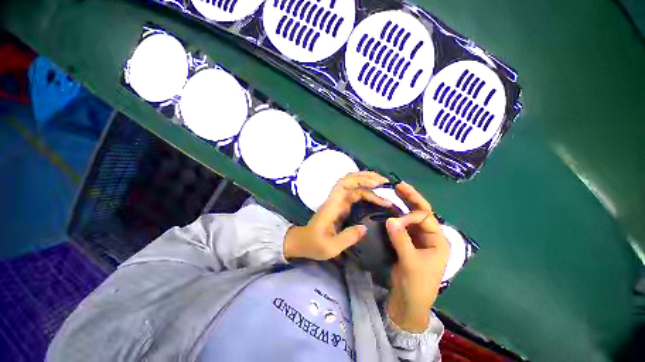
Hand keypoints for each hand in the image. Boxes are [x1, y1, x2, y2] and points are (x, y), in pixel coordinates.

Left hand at [283, 171, 391, 260]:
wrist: (301, 244)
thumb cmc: (313, 245)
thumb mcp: (330, 247)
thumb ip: (347, 238)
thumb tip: (365, 228)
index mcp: (332, 206)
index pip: (345, 185)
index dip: (361, 181)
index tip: (378, 185)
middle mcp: (336, 201)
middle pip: (351, 180)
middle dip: (368, 178)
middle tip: (386, 182)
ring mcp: (338, 203)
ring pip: (354, 186)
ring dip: (368, 182)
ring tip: (385, 186)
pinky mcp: (341, 208)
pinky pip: (355, 194)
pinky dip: (367, 192)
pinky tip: (377, 196)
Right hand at [385, 182, 449, 332]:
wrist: (409, 308)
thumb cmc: (417, 285)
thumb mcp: (410, 262)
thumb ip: (401, 240)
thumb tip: (391, 219)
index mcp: (438, 241)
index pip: (426, 218)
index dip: (411, 215)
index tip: (395, 222)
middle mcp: (430, 240)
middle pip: (421, 216)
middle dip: (411, 201)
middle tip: (398, 185)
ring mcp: (419, 246)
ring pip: (411, 224)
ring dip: (403, 212)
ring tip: (393, 196)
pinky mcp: (408, 252)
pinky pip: (403, 235)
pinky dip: (396, 226)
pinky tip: (388, 217)